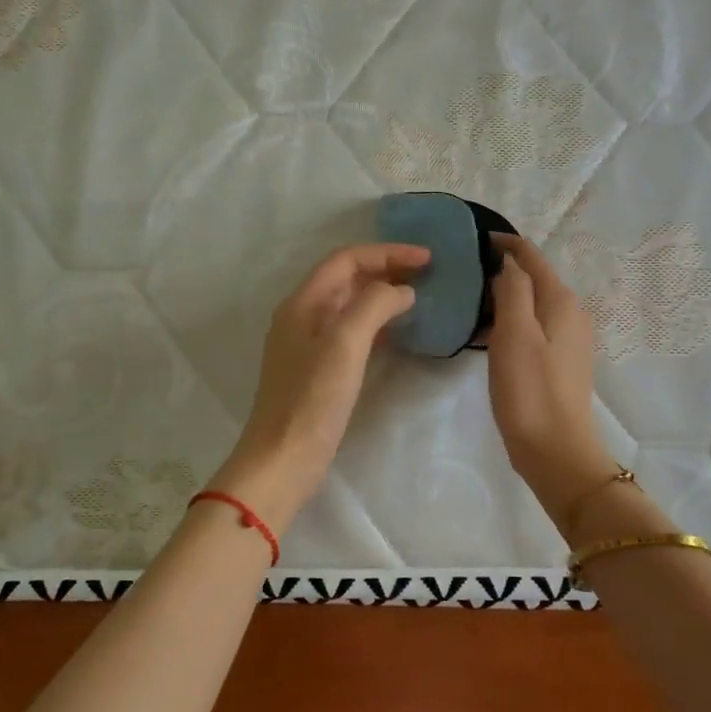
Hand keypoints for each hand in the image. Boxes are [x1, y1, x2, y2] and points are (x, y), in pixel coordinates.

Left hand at [209, 242, 429, 532]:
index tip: (427, 258)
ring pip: (349, 304)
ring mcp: (308, 343)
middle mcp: (302, 315)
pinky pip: (351, 331)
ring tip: (418, 296)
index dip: (387, 252)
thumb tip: (402, 290)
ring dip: (382, 294)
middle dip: (385, 269)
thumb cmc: (313, 399)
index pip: (346, 259)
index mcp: (303, 303)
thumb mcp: (345, 343)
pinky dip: (375, 322)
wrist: (283, 458)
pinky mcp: (318, 368)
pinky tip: (397, 331)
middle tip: (427, 274)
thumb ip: (374, 305)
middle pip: (346, 278)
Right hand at [486, 235, 613, 517]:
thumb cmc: (530, 389)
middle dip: (503, 269)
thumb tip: (509, 263)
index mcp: (560, 300)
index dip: (505, 244)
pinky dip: (510, 321)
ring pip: (532, 304)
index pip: (531, 257)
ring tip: (469, 301)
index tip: (474, 239)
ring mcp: (568, 339)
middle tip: (464, 271)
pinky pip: (532, 327)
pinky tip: (487, 335)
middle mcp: (571, 313)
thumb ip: (512, 289)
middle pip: (534, 278)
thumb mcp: (514, 333)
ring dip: (504, 297)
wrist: (556, 450)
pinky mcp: (560, 361)